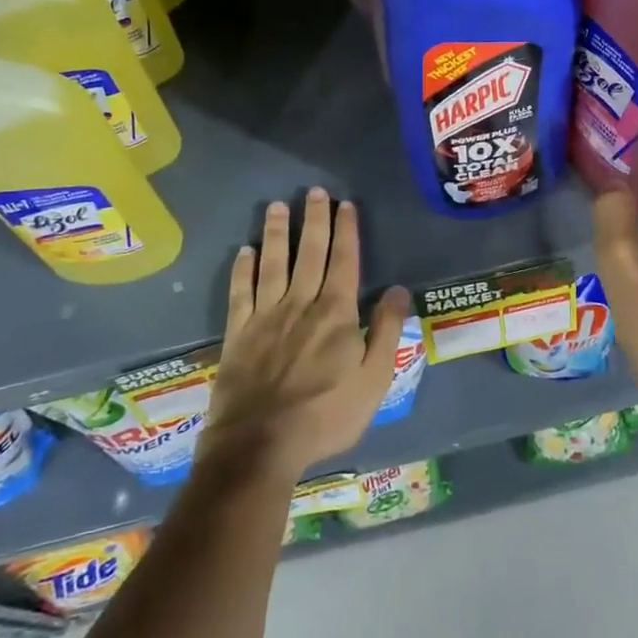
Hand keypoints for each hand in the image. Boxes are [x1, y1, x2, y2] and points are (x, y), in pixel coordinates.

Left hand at [202, 188, 410, 482]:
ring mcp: (265, 316)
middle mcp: (300, 304)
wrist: (260, 445)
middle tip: (313, 191)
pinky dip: (242, 269)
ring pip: (272, 264)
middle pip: (308, 252)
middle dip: (313, 220)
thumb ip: (386, 332)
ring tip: (276, 206)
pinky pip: (240, 292)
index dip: (346, 231)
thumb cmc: (325, 416)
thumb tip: (400, 289)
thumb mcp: (373, 381)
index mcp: (336, 313)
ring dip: (275, 233)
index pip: (344, 261)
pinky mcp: (238, 333)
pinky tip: (244, 252)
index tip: (345, 205)